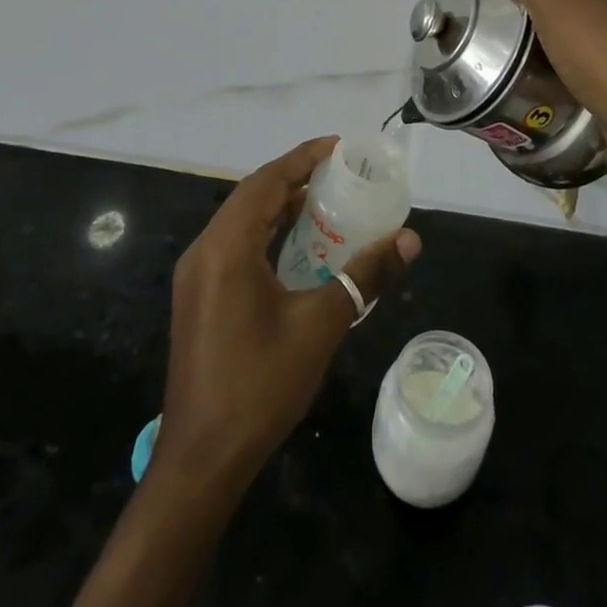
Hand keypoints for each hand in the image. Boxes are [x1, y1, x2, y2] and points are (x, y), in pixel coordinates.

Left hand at [158, 137, 420, 488]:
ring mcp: (196, 275)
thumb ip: (365, 275)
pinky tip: (296, 245)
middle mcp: (205, 250)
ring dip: (279, 205)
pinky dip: (266, 231)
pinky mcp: (198, 296)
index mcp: (227, 247)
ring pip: (240, 219)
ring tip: (325, 201)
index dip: (303, 158)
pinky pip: (234, 244)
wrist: (201, 460)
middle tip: (340, 172)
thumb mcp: (321, 325)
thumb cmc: (260, 386)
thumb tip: (409, 239)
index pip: (267, 181)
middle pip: (252, 195)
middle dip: (294, 177)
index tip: (339, 147)